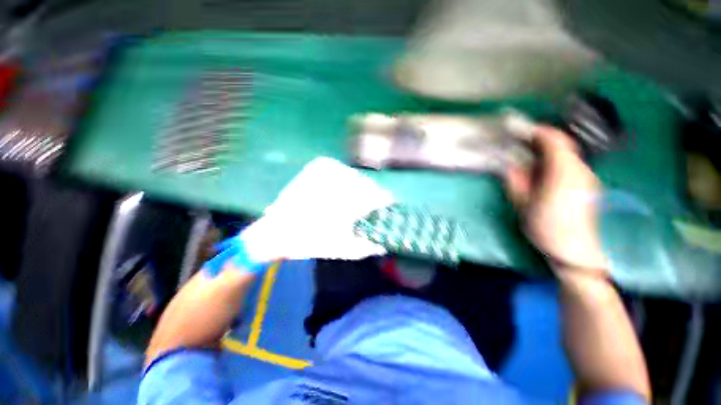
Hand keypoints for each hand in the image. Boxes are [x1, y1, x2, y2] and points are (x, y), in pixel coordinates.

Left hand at [240, 157, 393, 261]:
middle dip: (370, 197)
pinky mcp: (320, 165)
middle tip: (363, 209)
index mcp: (350, 202)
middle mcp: (342, 180)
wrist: (278, 231)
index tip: (386, 209)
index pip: (381, 196)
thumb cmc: (313, 242)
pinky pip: (342, 169)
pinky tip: (337, 190)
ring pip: (356, 176)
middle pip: (369, 185)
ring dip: (357, 189)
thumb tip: (385, 244)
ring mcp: (329, 169)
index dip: (386, 204)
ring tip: (348, 201)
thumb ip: (369, 246)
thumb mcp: (345, 249)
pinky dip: (344, 179)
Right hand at [504, 126, 606, 271]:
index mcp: (563, 174)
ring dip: (550, 150)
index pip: (555, 141)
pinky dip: (558, 160)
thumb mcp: (522, 204)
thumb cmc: (545, 227)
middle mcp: (580, 170)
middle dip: (544, 140)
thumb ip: (516, 180)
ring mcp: (588, 177)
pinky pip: (573, 164)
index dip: (539, 132)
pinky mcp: (589, 185)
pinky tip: (545, 172)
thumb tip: (510, 164)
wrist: (575, 251)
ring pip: (569, 154)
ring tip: (531, 158)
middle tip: (523, 144)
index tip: (522, 132)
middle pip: (565, 144)